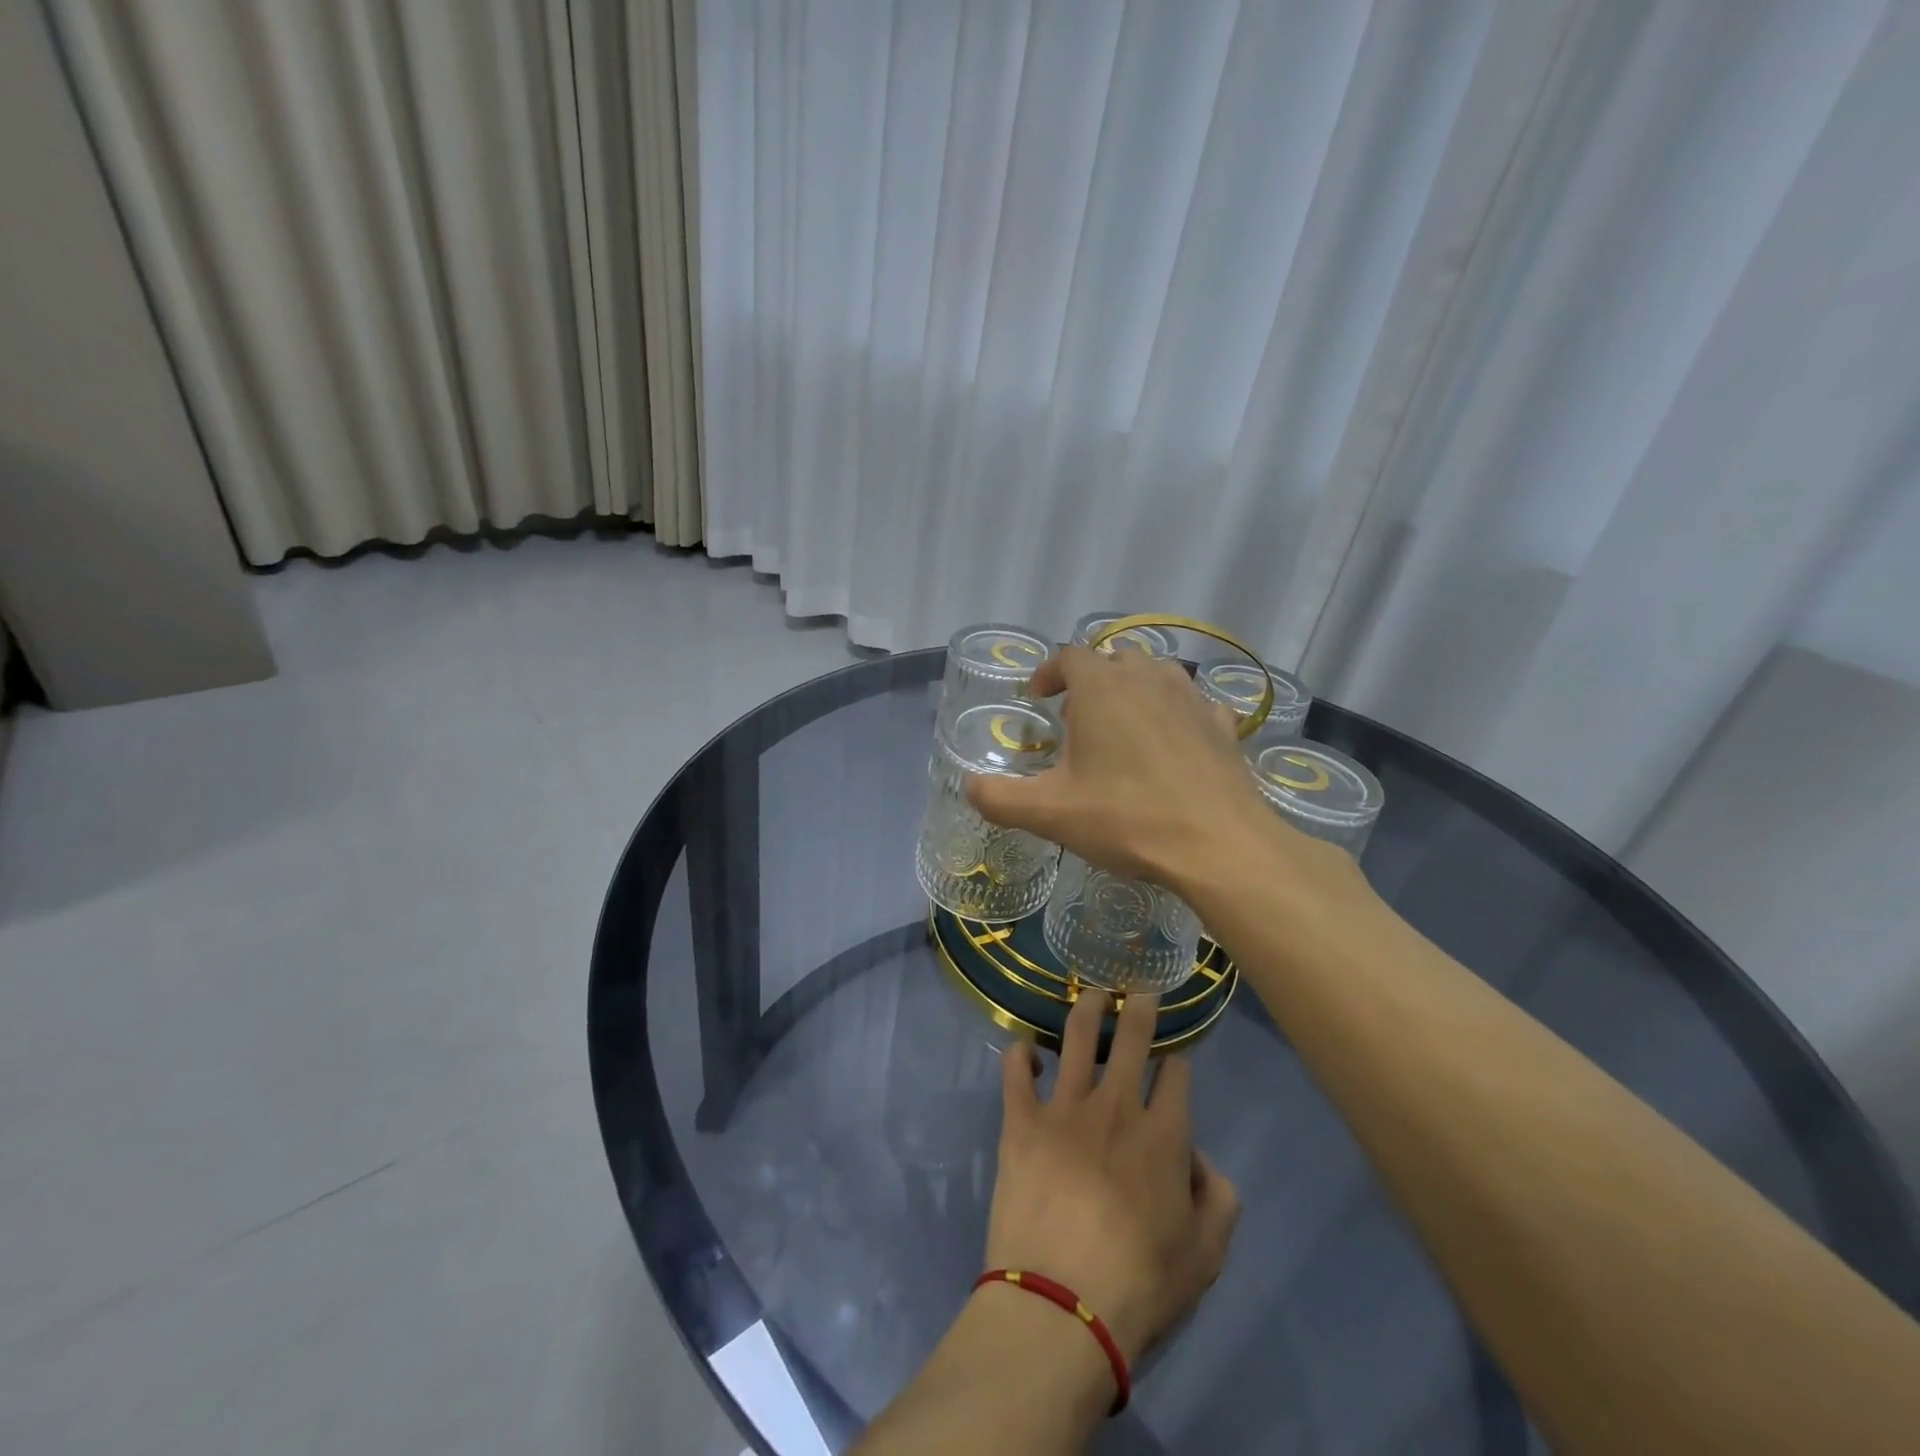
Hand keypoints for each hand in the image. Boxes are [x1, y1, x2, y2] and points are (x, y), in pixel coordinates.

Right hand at [965, 645, 1368, 909]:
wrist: (1218, 845)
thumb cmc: (1126, 818)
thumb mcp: (1049, 813)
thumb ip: (999, 798)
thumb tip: (969, 786)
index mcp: (1101, 688)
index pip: (1068, 656)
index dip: (1048, 673)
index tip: (1038, 700)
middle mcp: (1147, 679)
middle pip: (1114, 658)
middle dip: (1091, 680)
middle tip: (1078, 718)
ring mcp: (1192, 698)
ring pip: (1157, 673)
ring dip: (1134, 689)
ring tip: (1124, 726)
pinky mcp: (1223, 725)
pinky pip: (1195, 702)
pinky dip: (1177, 713)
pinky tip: (1174, 743)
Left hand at [983, 988, 1239, 1366]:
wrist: (1060, 1305)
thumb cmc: (1140, 1285)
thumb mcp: (1207, 1256)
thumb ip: (1219, 1197)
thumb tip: (1199, 1158)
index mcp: (1164, 1134)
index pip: (1176, 1074)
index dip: (1178, 1063)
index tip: (1174, 1064)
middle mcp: (1116, 1106)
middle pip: (1131, 1039)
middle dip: (1139, 1009)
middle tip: (1139, 990)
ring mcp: (1064, 1107)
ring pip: (1075, 1037)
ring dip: (1086, 1009)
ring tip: (1092, 994)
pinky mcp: (1021, 1120)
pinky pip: (1016, 1070)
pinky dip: (1021, 1054)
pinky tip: (1026, 1049)